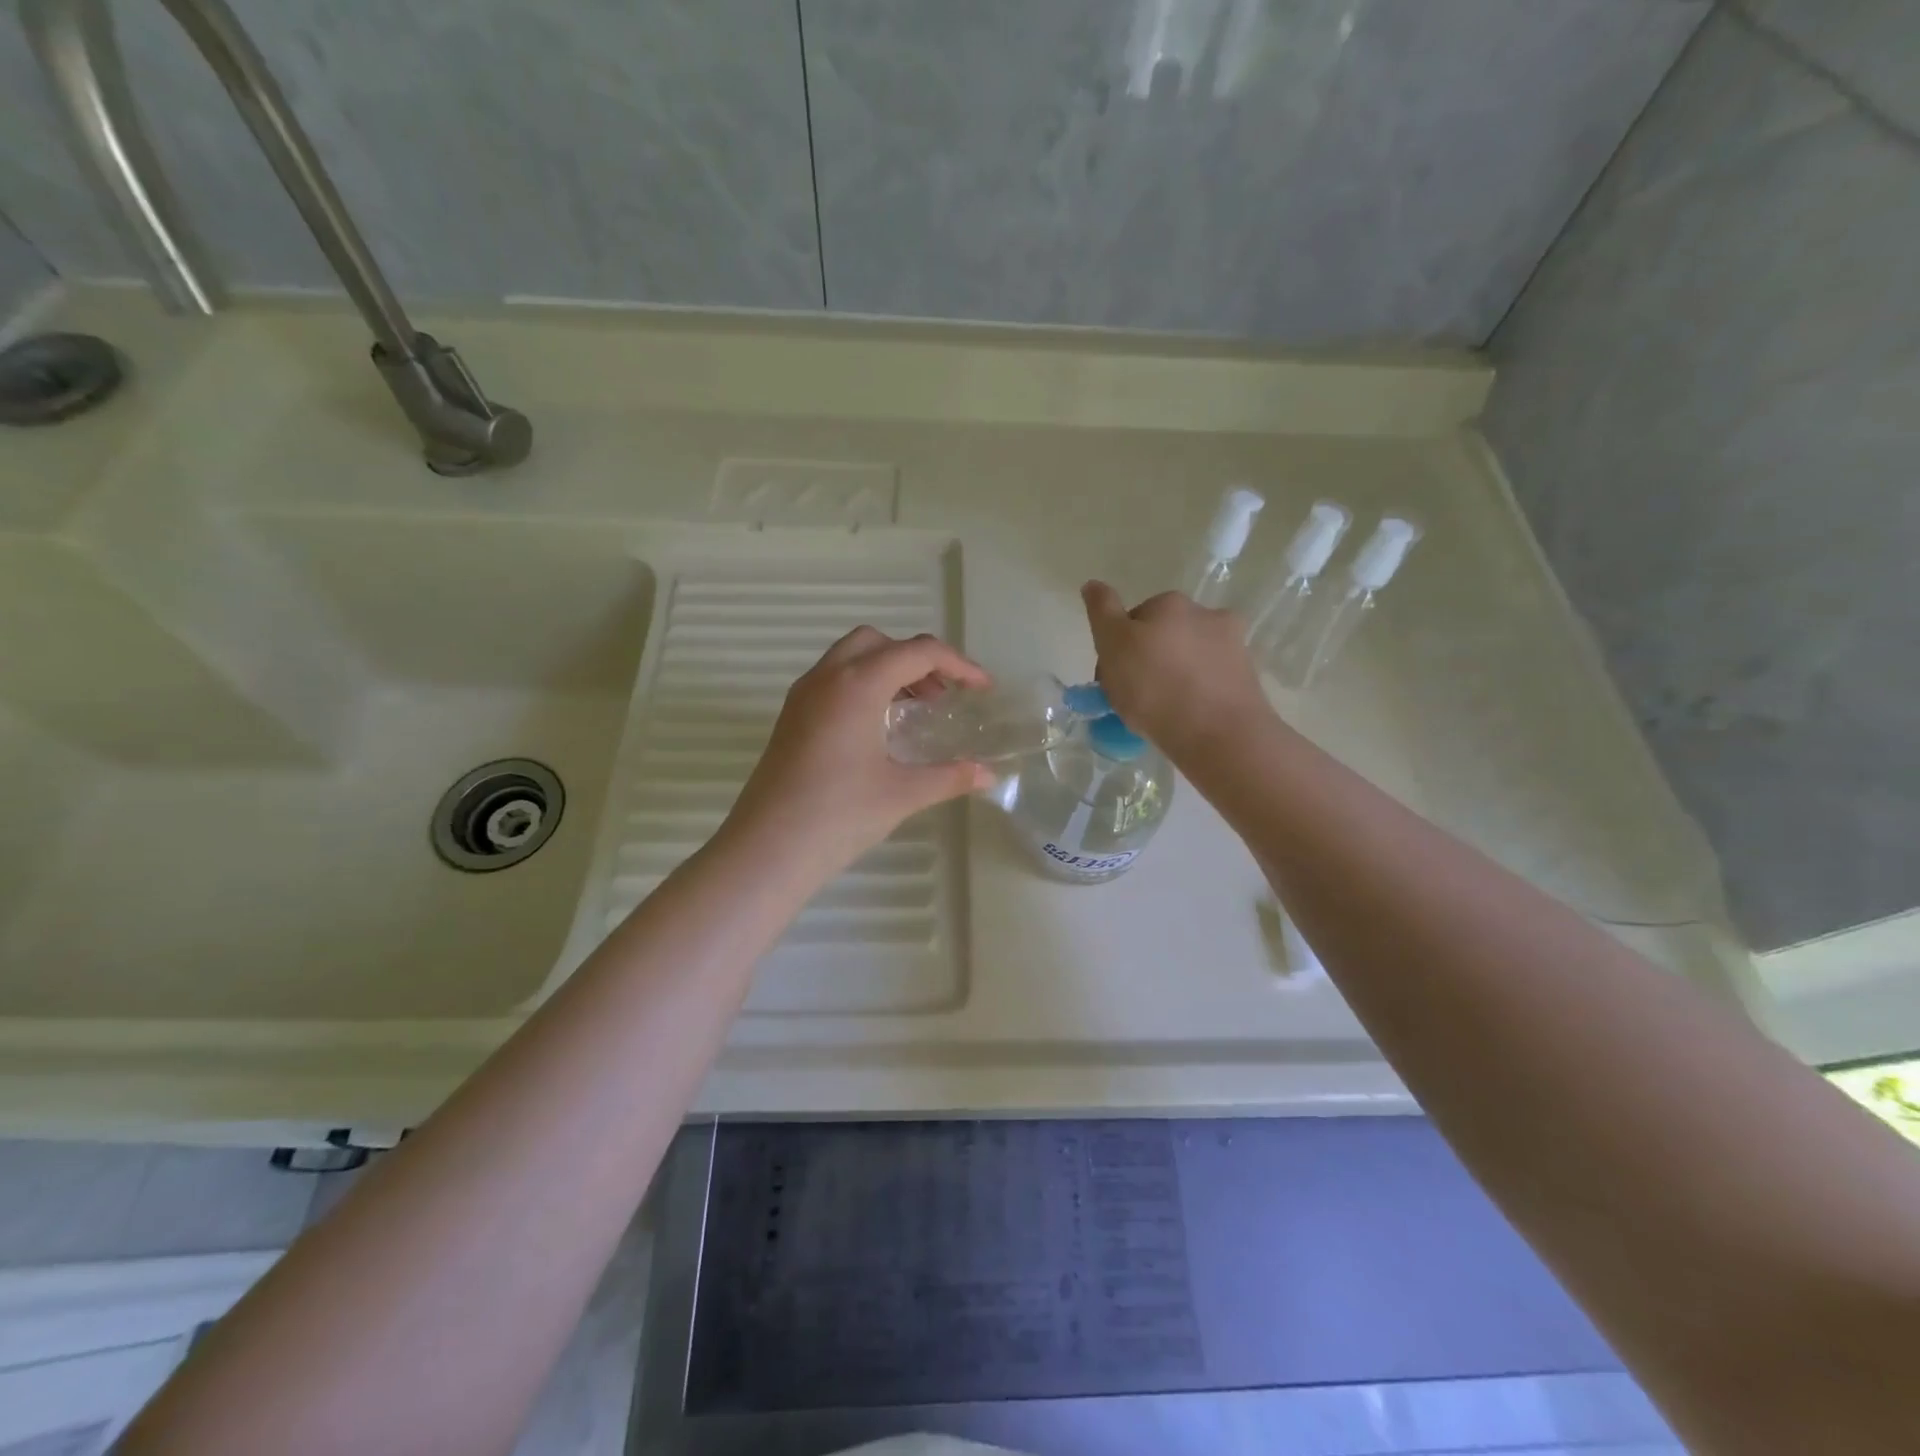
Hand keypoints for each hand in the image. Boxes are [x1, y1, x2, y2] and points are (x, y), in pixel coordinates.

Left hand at [723, 627, 995, 874]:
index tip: (982, 688)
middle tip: (941, 695)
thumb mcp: (902, 793)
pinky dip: (863, 686)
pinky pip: (833, 680)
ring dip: (888, 670)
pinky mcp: (791, 717)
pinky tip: (879, 728)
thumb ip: (950, 776)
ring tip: (916, 710)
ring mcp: (803, 696)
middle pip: (878, 642)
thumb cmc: (839, 815)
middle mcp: (827, 677)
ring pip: (851, 658)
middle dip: (917, 659)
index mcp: (857, 684)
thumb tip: (988, 775)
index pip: (917, 652)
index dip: (958, 665)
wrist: (767, 849)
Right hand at [1081, 581, 1270, 754]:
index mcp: (1170, 603)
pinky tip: (1186, 719)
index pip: (1133, 620)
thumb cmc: (1154, 686)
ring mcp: (1233, 646)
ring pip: (1189, 660)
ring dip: (1175, 677)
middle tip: (1134, 698)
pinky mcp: (1248, 679)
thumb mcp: (1113, 644)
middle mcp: (1206, 614)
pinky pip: (1210, 683)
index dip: (1118, 648)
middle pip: (1164, 637)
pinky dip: (1197, 695)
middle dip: (1149, 660)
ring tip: (1161, 714)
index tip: (1113, 678)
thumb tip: (1093, 584)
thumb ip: (1102, 612)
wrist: (1217, 734)